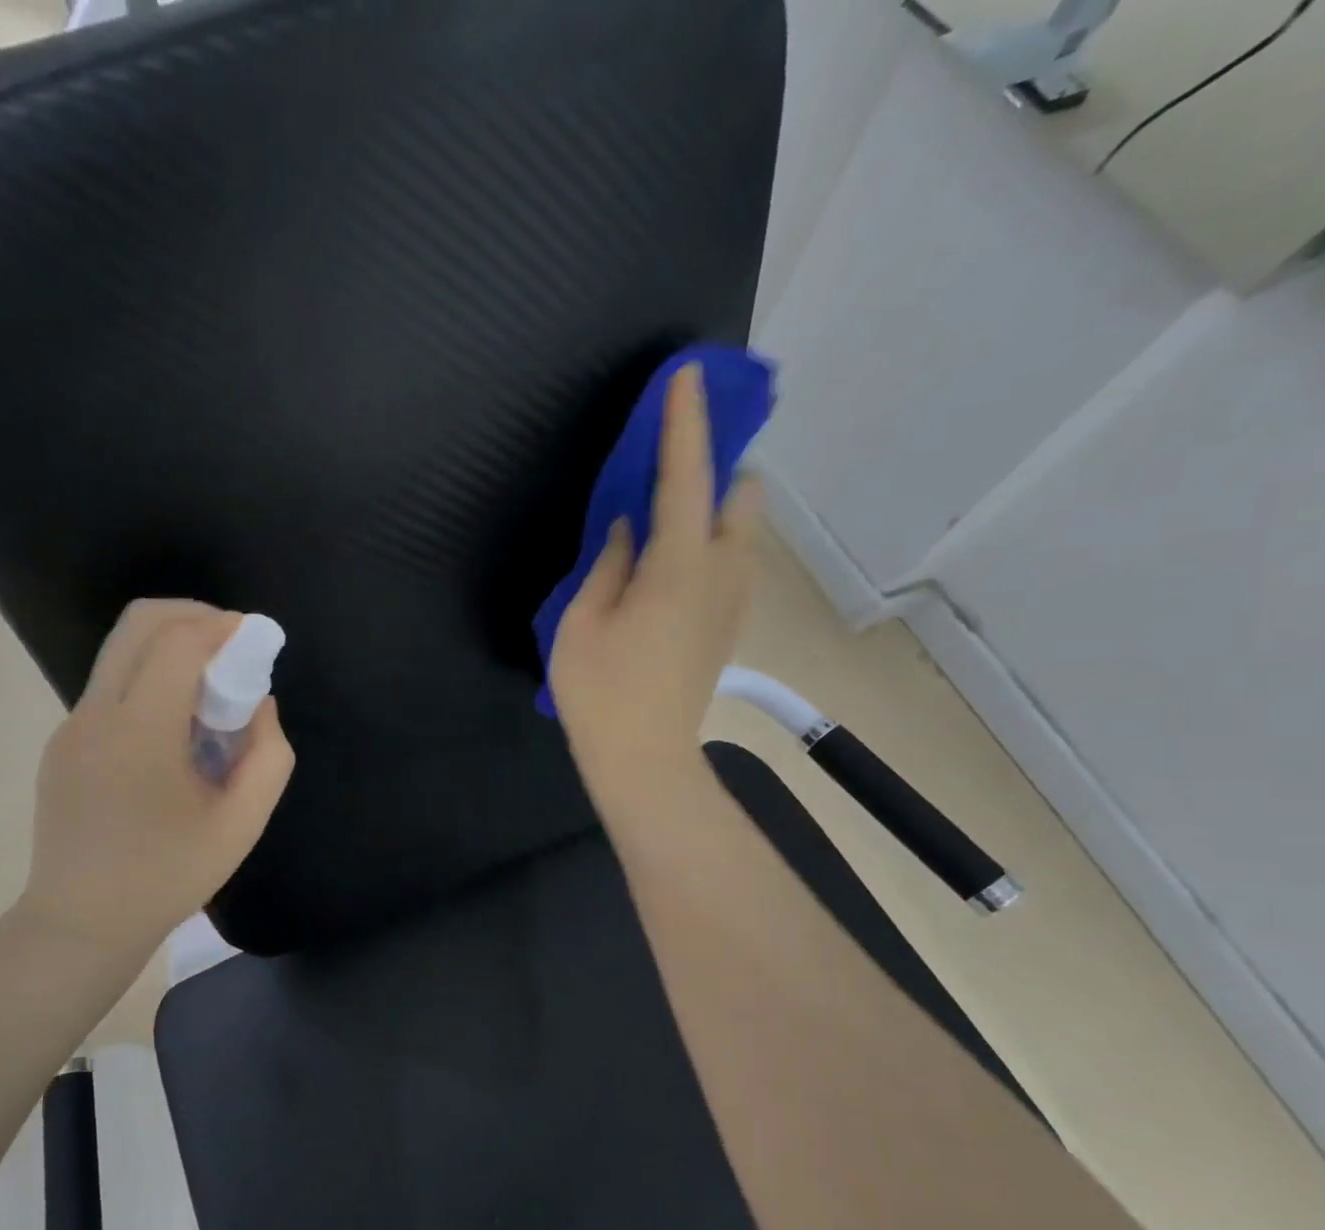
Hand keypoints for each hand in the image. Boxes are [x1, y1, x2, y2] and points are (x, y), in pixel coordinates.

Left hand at [21, 599, 294, 969]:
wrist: (81, 924)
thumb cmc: (167, 876)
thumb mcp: (241, 823)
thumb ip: (268, 755)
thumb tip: (258, 706)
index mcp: (140, 732)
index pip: (178, 642)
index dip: (222, 626)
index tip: (254, 640)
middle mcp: (96, 714)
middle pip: (139, 623)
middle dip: (193, 616)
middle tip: (231, 645)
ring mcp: (71, 727)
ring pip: (121, 652)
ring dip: (170, 649)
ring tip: (208, 692)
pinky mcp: (62, 744)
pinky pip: (111, 688)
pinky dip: (149, 681)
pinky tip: (173, 732)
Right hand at [550, 364, 761, 828]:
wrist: (645, 758)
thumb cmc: (600, 691)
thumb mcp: (581, 622)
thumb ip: (608, 564)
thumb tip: (628, 528)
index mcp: (678, 567)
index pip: (687, 478)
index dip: (685, 425)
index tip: (686, 377)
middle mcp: (722, 573)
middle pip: (741, 496)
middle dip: (717, 466)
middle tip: (671, 469)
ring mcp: (733, 601)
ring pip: (743, 529)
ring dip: (716, 504)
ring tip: (668, 514)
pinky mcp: (729, 623)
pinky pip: (734, 559)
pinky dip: (713, 538)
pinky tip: (672, 560)